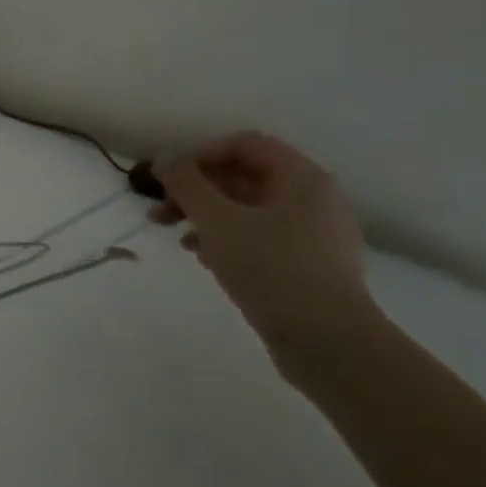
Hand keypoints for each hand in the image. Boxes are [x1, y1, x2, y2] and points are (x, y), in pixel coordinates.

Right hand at [152, 132, 375, 374]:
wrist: (327, 342)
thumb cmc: (271, 268)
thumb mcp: (217, 220)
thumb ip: (186, 184)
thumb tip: (165, 160)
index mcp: (301, 179)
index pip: (246, 144)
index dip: (201, 154)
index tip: (169, 180)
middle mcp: (313, 200)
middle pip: (244, 177)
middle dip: (196, 190)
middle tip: (158, 211)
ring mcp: (313, 235)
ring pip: (247, 210)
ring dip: (205, 216)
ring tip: (175, 237)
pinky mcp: (306, 266)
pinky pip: (259, 238)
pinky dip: (226, 239)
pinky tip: (203, 258)